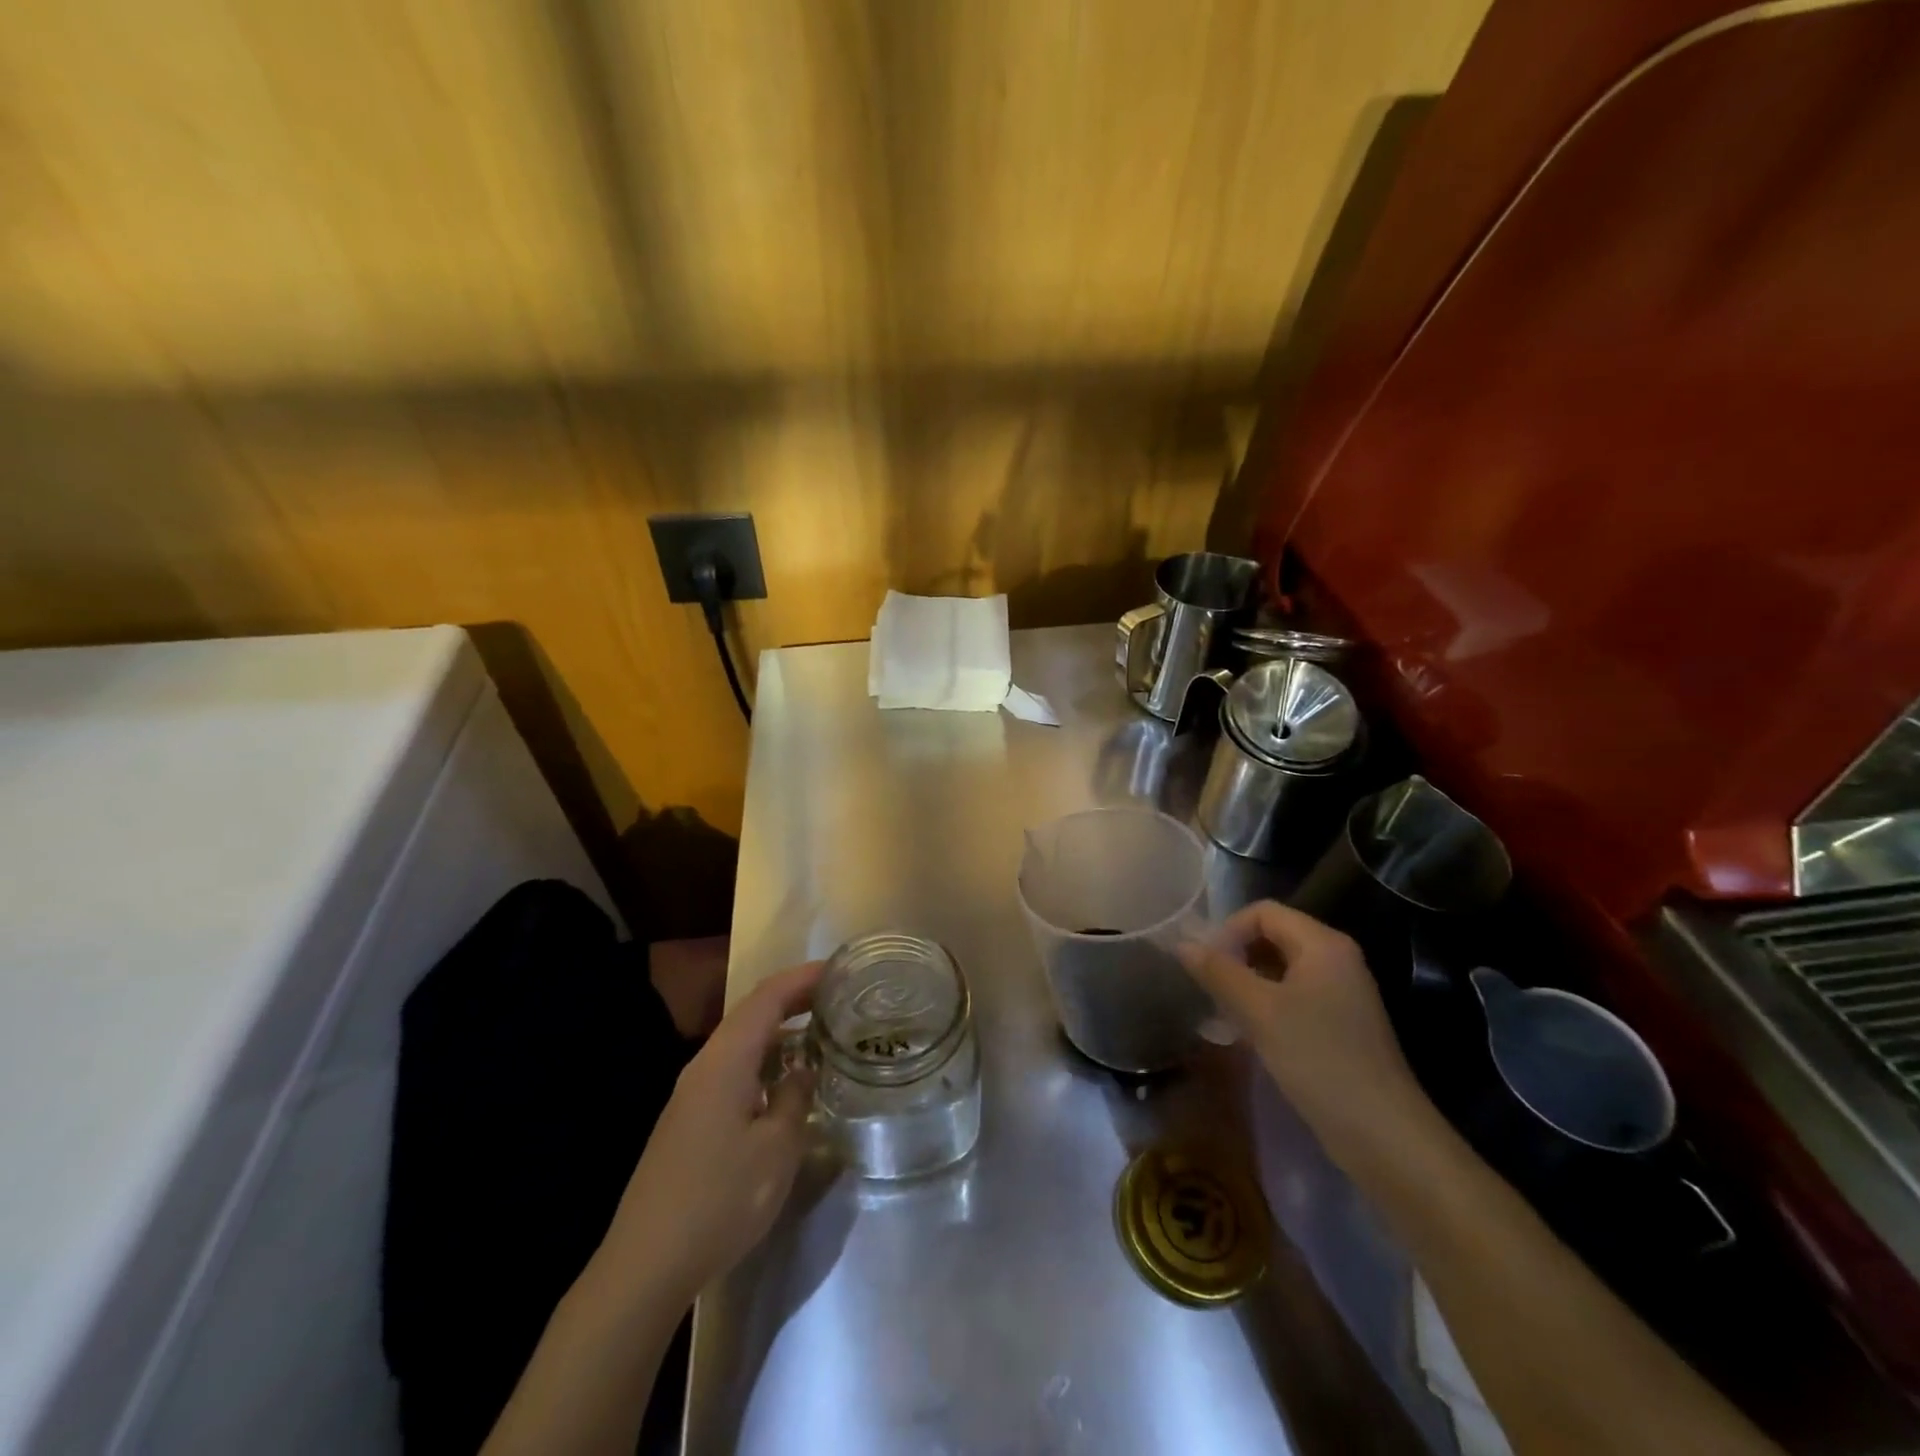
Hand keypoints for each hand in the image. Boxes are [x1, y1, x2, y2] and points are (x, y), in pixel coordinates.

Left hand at [596, 960, 822, 1306]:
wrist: (645, 1264)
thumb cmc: (720, 1199)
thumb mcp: (777, 1149)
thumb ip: (795, 1097)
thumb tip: (803, 1068)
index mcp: (726, 1060)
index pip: (768, 997)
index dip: (804, 977)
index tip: (840, 969)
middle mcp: (705, 1065)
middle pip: (752, 1013)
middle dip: (794, 999)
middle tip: (838, 998)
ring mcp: (692, 1093)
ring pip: (741, 1043)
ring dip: (780, 1032)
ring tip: (820, 1034)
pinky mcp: (688, 1119)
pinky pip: (733, 1069)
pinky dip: (764, 1061)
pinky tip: (785, 1082)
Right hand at [1178, 901, 1428, 1159]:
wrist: (1384, 1135)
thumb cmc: (1319, 1059)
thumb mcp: (1259, 1012)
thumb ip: (1218, 972)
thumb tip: (1182, 944)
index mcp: (1323, 944)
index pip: (1263, 912)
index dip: (1228, 930)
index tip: (1205, 965)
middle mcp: (1336, 958)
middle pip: (1273, 936)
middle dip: (1236, 955)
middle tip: (1209, 988)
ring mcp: (1342, 992)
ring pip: (1281, 968)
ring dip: (1247, 982)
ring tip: (1222, 1011)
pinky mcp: (1341, 1024)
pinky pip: (1294, 996)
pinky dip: (1266, 1004)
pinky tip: (1248, 1033)